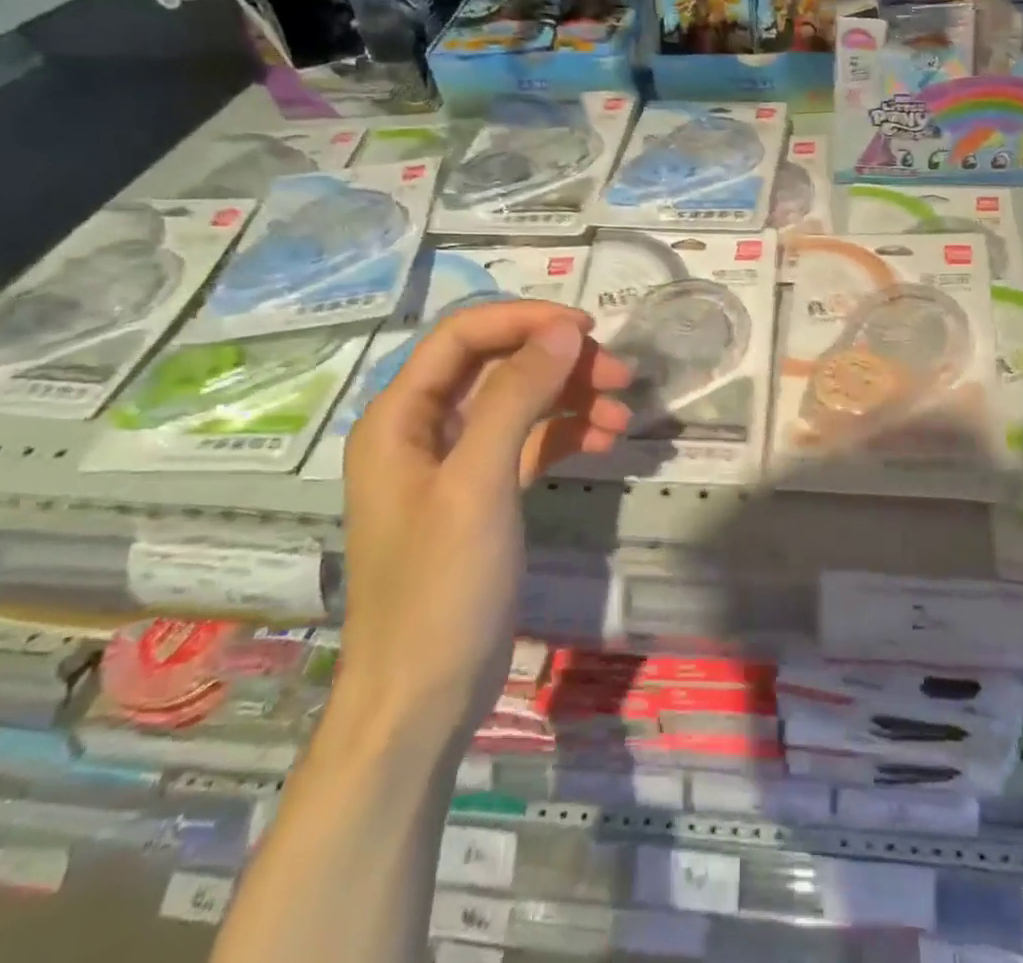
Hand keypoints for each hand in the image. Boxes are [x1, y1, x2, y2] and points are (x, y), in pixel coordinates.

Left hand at [335, 302, 629, 746]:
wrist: (424, 700)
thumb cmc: (442, 586)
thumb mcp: (480, 482)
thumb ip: (517, 396)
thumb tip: (563, 330)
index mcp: (400, 416)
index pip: (462, 337)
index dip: (524, 320)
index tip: (587, 328)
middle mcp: (423, 430)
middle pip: (496, 366)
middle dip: (559, 363)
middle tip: (620, 374)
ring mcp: (455, 464)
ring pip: (519, 403)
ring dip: (571, 399)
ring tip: (623, 414)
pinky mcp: (484, 495)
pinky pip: (528, 443)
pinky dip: (565, 435)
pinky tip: (606, 441)